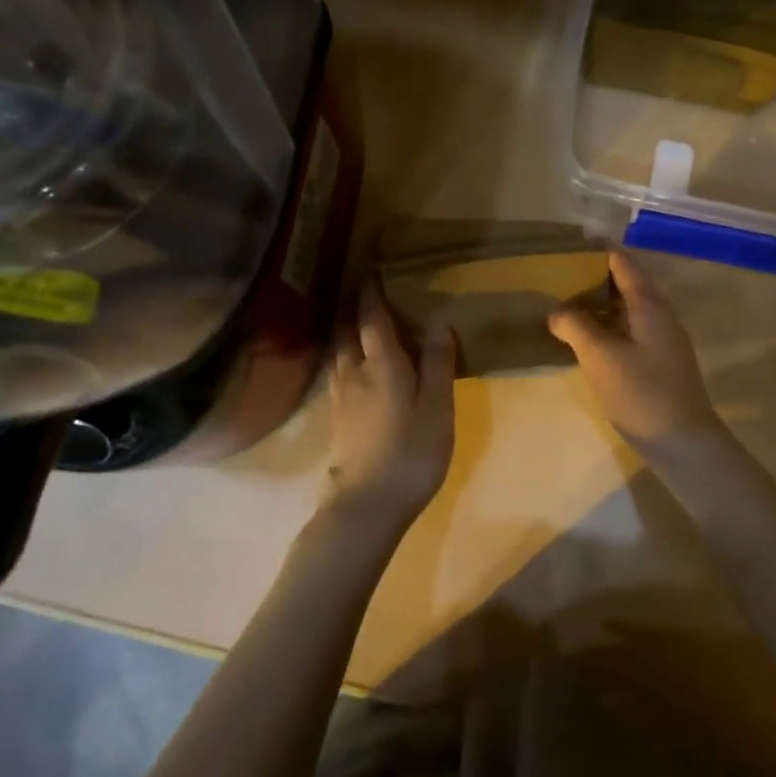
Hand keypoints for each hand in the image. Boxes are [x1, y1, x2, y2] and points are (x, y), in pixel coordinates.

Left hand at [324, 282, 457, 531]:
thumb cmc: (410, 453)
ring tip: (358, 324)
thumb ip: (438, 364)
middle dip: (354, 309)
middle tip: (365, 292)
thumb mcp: (437, 408)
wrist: (366, 506)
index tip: (372, 270)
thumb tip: (439, 323)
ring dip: (346, 332)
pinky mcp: (336, 419)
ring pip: (339, 352)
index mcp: (381, 363)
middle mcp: (354, 372)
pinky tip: (354, 368)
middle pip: (347, 331)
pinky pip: (338, 373)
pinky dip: (345, 357)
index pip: (371, 318)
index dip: (371, 293)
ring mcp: (340, 397)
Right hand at [547, 250, 730, 462]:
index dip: (598, 251)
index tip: (570, 245)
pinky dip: (608, 326)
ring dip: (600, 304)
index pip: (623, 263)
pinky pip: (630, 330)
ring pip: (629, 309)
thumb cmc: (642, 393)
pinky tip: (587, 338)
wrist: (684, 443)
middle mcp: (660, 315)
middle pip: (628, 283)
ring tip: (567, 303)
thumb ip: (576, 327)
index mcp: (650, 305)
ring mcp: (663, 339)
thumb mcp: (600, 357)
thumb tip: (557, 312)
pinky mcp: (660, 361)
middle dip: (595, 276)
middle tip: (560, 275)